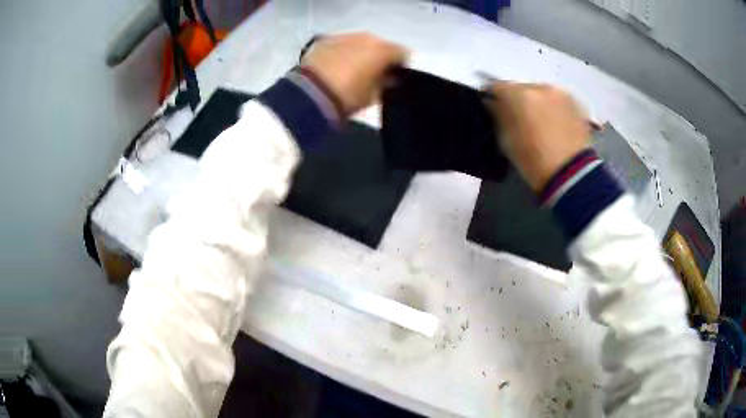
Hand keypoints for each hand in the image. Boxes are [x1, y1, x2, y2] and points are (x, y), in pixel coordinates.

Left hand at [301, 33, 407, 115]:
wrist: (309, 95)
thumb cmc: (347, 97)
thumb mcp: (373, 96)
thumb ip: (385, 83)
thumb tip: (388, 78)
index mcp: (382, 50)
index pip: (402, 53)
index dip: (401, 66)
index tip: (395, 78)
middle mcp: (366, 37)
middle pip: (380, 45)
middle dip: (379, 57)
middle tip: (373, 74)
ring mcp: (344, 36)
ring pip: (360, 42)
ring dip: (360, 53)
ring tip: (353, 71)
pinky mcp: (325, 40)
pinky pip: (342, 45)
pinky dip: (343, 53)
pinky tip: (337, 67)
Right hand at [487, 82, 591, 191]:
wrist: (572, 174)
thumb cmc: (533, 161)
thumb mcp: (506, 141)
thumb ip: (498, 116)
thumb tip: (493, 103)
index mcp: (518, 95)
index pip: (497, 86)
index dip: (494, 97)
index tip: (494, 108)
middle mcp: (539, 87)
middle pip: (522, 88)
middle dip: (519, 100)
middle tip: (521, 119)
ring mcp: (560, 93)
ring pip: (541, 92)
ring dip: (538, 103)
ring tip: (542, 123)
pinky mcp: (576, 103)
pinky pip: (558, 100)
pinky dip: (554, 108)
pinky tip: (557, 125)